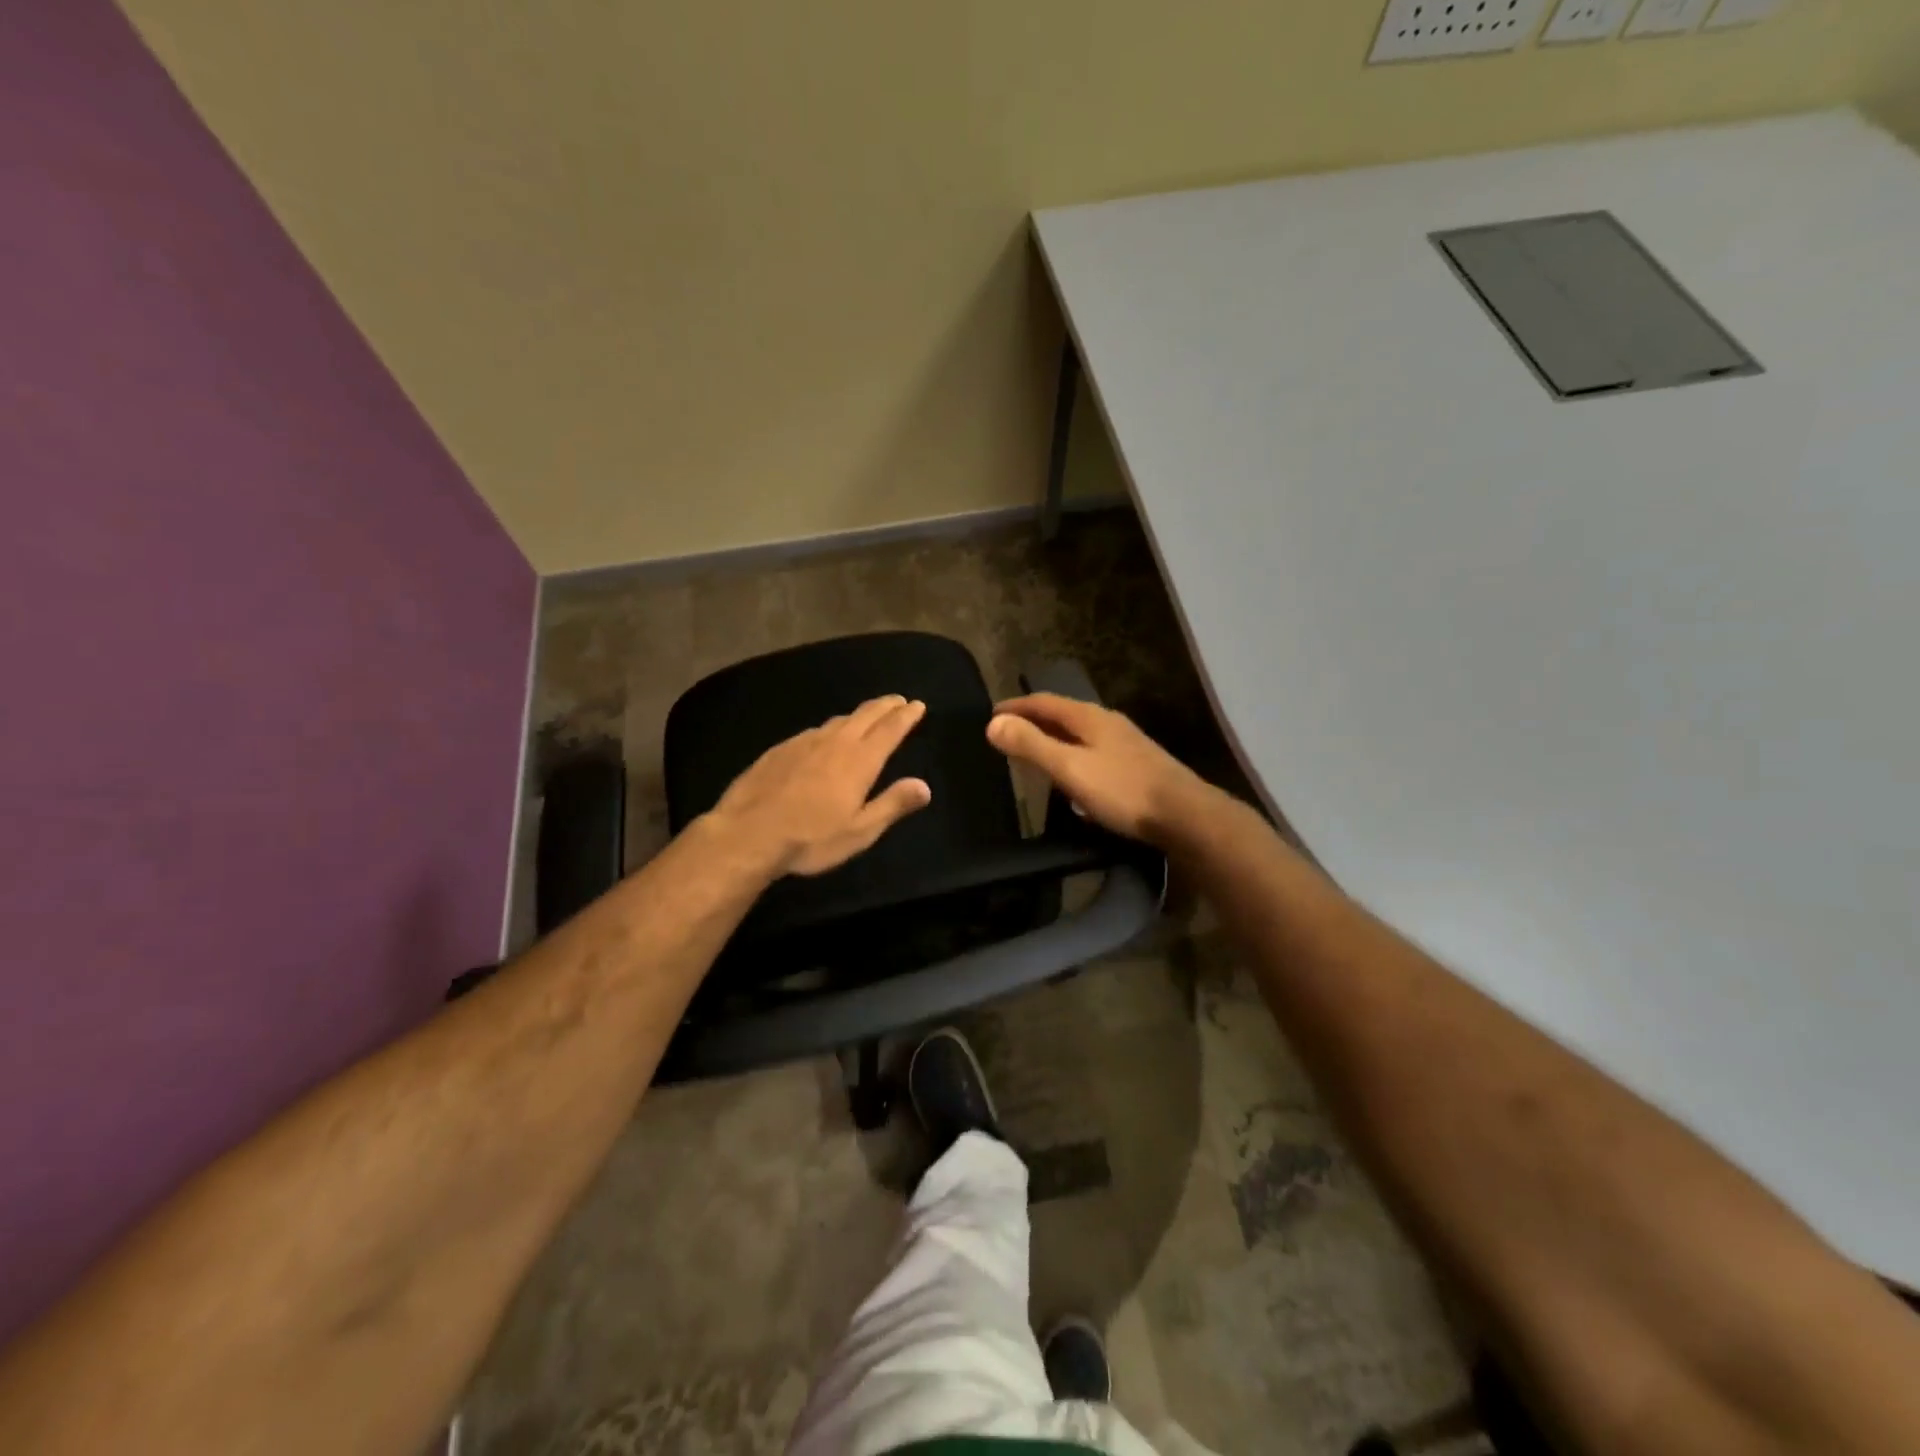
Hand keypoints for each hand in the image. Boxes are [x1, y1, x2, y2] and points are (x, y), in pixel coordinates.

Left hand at [709, 695, 932, 875]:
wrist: (747, 834)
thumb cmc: (810, 838)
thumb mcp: (860, 831)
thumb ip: (893, 805)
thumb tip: (924, 786)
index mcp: (859, 761)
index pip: (890, 729)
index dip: (906, 716)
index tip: (917, 705)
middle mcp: (834, 742)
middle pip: (865, 715)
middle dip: (885, 706)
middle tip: (898, 700)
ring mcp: (804, 742)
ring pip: (838, 720)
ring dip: (858, 715)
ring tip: (867, 715)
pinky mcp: (780, 749)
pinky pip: (813, 731)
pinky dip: (830, 728)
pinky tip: (824, 736)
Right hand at [986, 693, 1216, 845]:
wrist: (1184, 816)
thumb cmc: (1123, 790)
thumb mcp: (1070, 768)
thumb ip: (1032, 745)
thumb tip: (993, 723)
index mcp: (1089, 717)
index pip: (1044, 701)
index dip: (1015, 706)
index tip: (990, 715)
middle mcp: (1108, 722)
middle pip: (1062, 715)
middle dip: (1032, 722)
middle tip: (1005, 735)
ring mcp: (1125, 744)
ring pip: (1079, 735)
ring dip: (1052, 740)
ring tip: (1031, 754)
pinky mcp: (1136, 765)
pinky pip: (1092, 753)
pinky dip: (1071, 757)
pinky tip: (1071, 778)